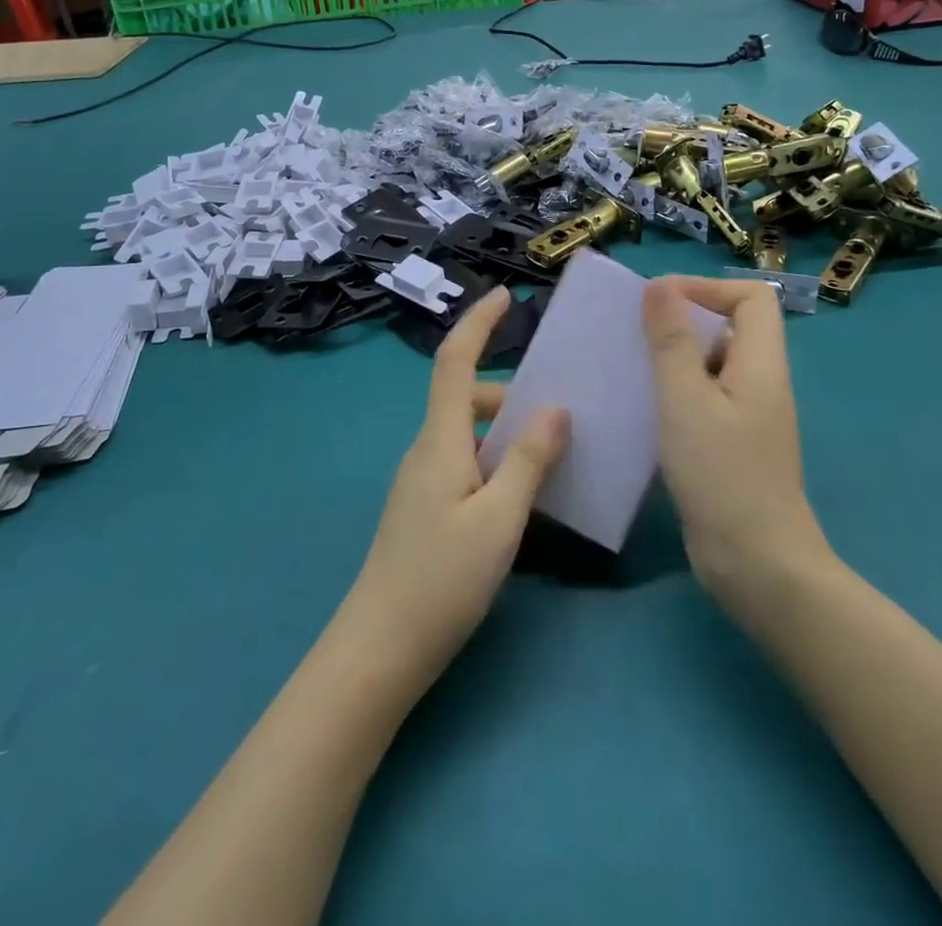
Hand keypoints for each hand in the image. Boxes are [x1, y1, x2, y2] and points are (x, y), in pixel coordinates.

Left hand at [340, 288, 568, 695]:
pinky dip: (496, 459)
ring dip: (506, 432)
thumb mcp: (500, 518)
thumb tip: (556, 409)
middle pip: (466, 398)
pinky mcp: (425, 506)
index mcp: (441, 438)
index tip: (505, 296)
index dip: (478, 323)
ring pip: (468, 433)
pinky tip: (523, 493)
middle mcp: (427, 448)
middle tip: (560, 412)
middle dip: (510, 393)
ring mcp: (422, 479)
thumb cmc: (442, 578)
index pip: (454, 361)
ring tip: (552, 456)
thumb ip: (529, 460)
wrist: (381, 646)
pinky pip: (465, 461)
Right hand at [642, 276, 827, 609]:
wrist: (756, 565)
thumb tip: (660, 284)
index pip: (751, 296)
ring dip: (672, 358)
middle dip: (680, 321)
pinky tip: (641, 409)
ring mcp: (747, 415)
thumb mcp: (686, 399)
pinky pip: (703, 398)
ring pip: (711, 364)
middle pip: (729, 326)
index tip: (658, 301)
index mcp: (761, 362)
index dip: (707, 287)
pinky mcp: (731, 443)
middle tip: (633, 333)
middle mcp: (759, 381)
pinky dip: (674, 392)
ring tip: (628, 366)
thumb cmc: (721, 474)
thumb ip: (672, 340)